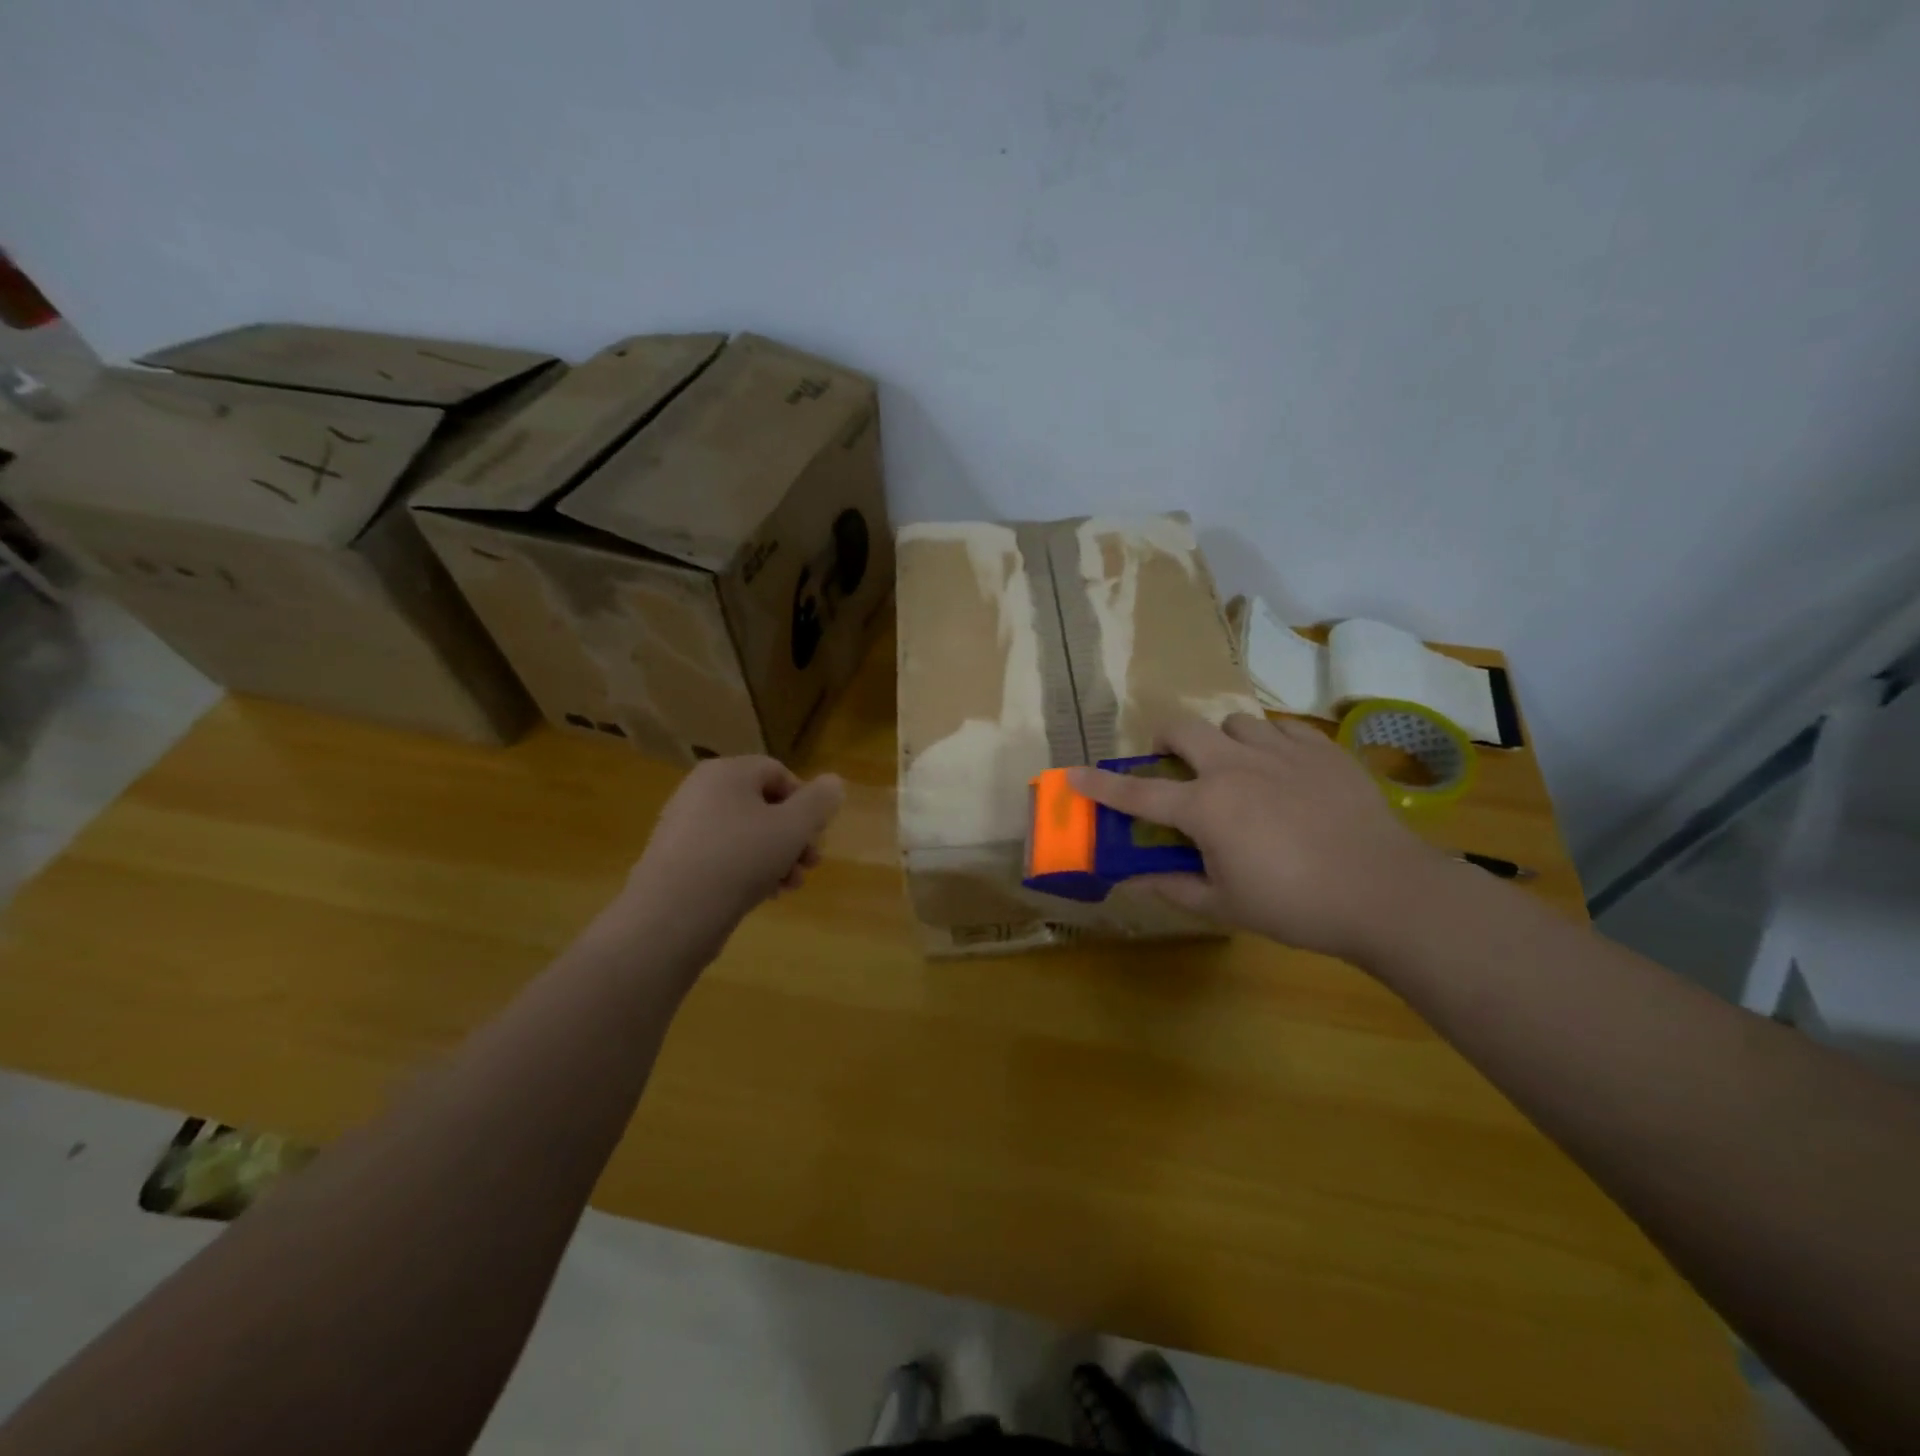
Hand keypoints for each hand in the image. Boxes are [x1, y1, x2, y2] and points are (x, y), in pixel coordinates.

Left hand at [620, 756, 844, 959]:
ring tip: (791, 885)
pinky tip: (765, 895)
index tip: (818, 833)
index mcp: (727, 772)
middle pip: (763, 805)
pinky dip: (748, 870)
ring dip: (777, 856)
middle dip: (794, 835)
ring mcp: (685, 826)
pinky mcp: (676, 860)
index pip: (778, 772)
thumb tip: (833, 782)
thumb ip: (819, 802)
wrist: (671, 915)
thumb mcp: (793, 827)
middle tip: (812, 864)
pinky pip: (723, 855)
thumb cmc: (740, 858)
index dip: (806, 801)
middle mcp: (701, 791)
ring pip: (746, 834)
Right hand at [1069, 714, 1444, 959]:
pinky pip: (1283, 728)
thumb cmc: (1296, 905)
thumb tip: (1129, 880)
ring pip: (1235, 722)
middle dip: (1166, 742)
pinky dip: (1270, 743)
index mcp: (1206, 807)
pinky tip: (1283, 771)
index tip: (1073, 775)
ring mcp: (1282, 752)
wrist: (1386, 892)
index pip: (1138, 793)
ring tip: (1237, 771)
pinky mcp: (1322, 750)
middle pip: (1183, 729)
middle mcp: (1235, 767)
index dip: (1100, 785)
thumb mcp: (1225, 905)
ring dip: (1222, 742)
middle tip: (1174, 767)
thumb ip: (1171, 886)